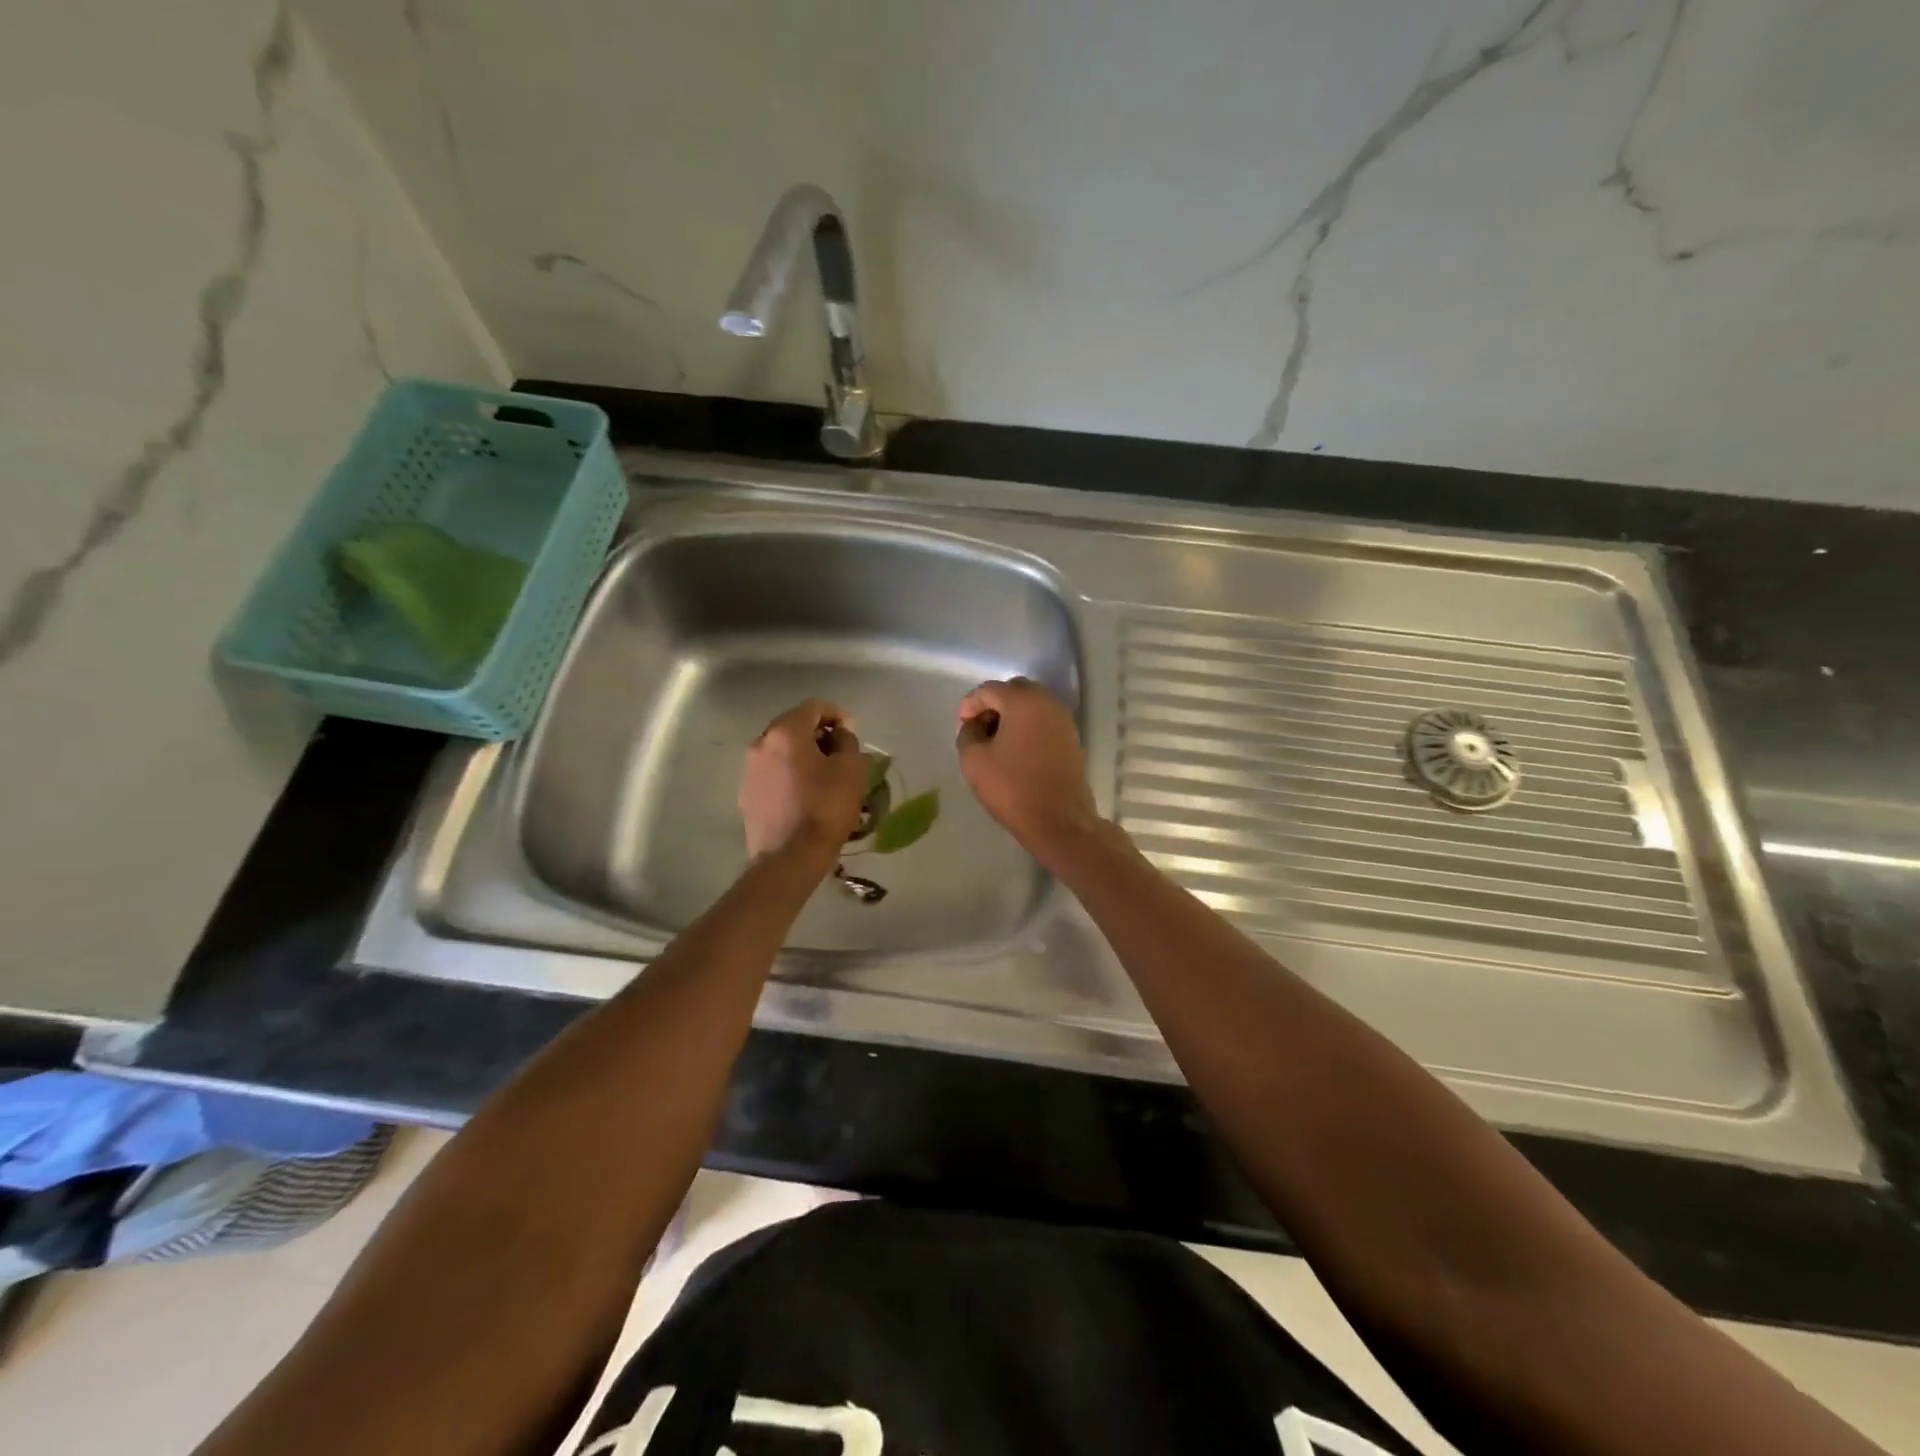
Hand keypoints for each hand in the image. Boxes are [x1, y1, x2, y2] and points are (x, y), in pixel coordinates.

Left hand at [739, 700, 868, 865]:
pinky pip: (772, 772)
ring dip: (802, 754)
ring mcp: (749, 770)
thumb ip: (847, 741)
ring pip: (780, 750)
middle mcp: (761, 744)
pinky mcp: (746, 794)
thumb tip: (839, 734)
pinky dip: (789, 774)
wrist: (789, 858)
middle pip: (793, 726)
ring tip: (823, 774)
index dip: (837, 714)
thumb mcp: (851, 769)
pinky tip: (804, 794)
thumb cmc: (825, 808)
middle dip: (818, 734)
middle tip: (839, 752)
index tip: (851, 732)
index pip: (814, 707)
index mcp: (785, 732)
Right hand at [956, 679, 1100, 858]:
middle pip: (1013, 691)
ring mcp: (1063, 719)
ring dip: (1010, 716)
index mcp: (1023, 701)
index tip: (962, 727)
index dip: (969, 705)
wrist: (1059, 821)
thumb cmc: (1013, 788)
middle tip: (978, 730)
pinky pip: (1043, 721)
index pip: (988, 690)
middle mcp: (1047, 702)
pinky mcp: (1071, 738)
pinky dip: (1027, 727)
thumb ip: (967, 734)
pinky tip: (1016, 751)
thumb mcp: (974, 760)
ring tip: (995, 742)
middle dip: (992, 706)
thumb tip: (973, 725)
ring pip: (1031, 705)